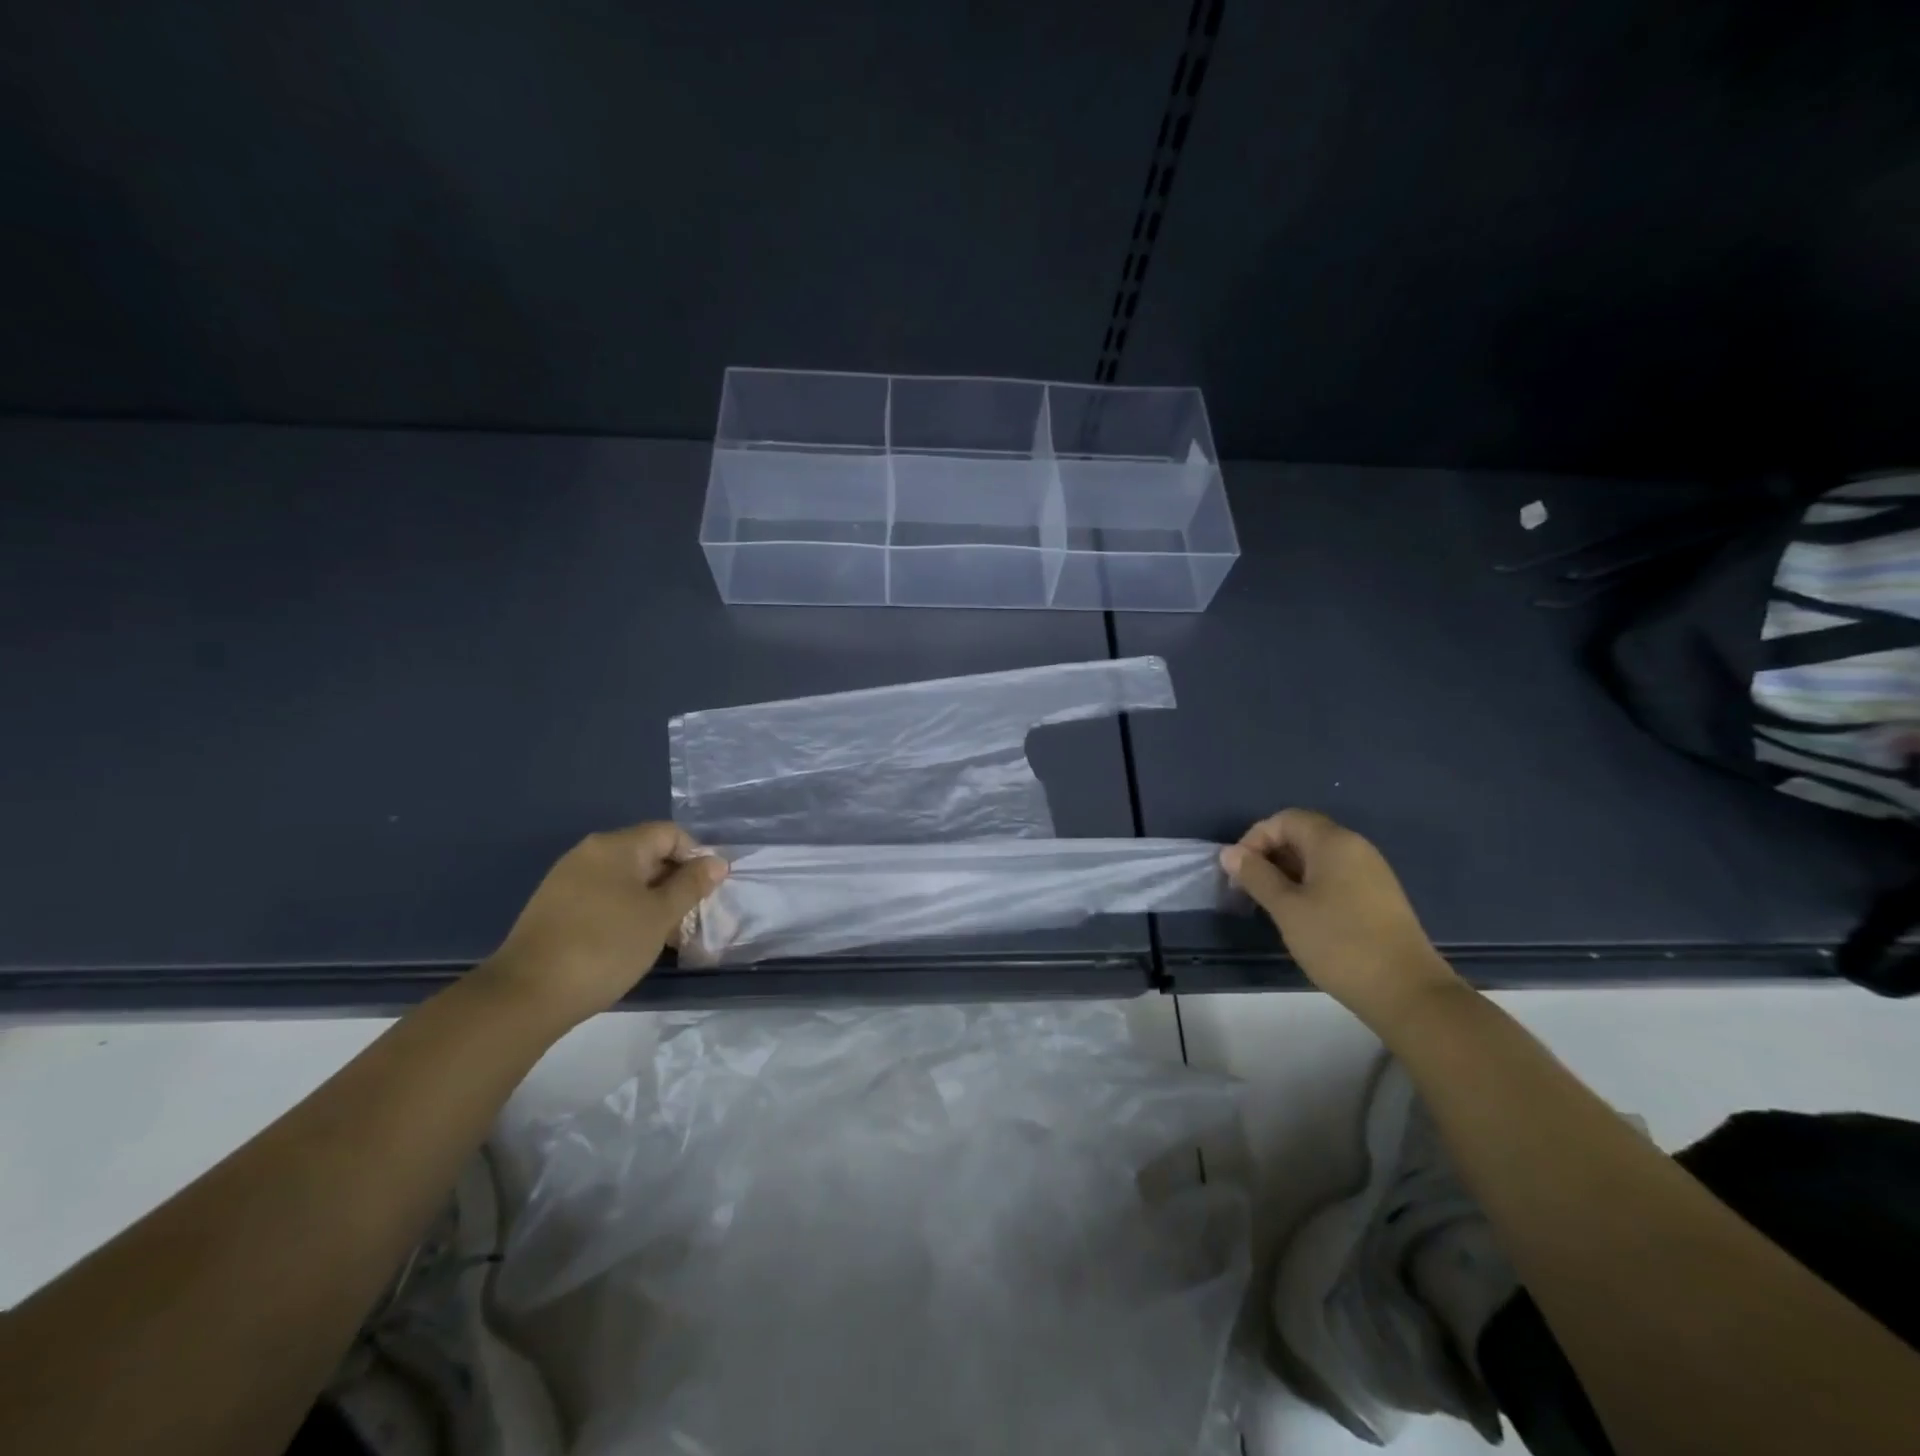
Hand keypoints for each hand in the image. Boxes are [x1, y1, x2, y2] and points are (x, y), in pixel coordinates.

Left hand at [479, 823, 727, 1027]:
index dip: (695, 857)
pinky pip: (603, 896)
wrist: (527, 994)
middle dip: (675, 882)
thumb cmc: (605, 946)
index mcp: (616, 846)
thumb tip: (717, 861)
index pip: (670, 833)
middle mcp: (590, 853)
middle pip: (647, 854)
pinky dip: (625, 911)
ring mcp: (567, 880)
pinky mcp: (555, 907)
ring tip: (665, 935)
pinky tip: (631, 942)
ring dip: (652, 900)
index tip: (706, 892)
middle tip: (690, 917)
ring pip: (626, 879)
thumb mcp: (660, 916)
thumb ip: (691, 885)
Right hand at [1220, 809, 1459, 1025]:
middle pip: (1302, 835)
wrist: (1407, 991)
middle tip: (1249, 888)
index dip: (1255, 838)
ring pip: (1318, 858)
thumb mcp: (1286, 908)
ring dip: (1287, 873)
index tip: (1239, 871)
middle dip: (1269, 855)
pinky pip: (1335, 877)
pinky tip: (1302, 916)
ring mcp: (1371, 873)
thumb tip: (1230, 853)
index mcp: (1333, 842)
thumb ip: (1256, 876)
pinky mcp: (1378, 897)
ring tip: (1271, 904)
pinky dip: (1310, 886)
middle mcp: (1355, 848)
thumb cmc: (1339, 942)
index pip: (1285, 819)